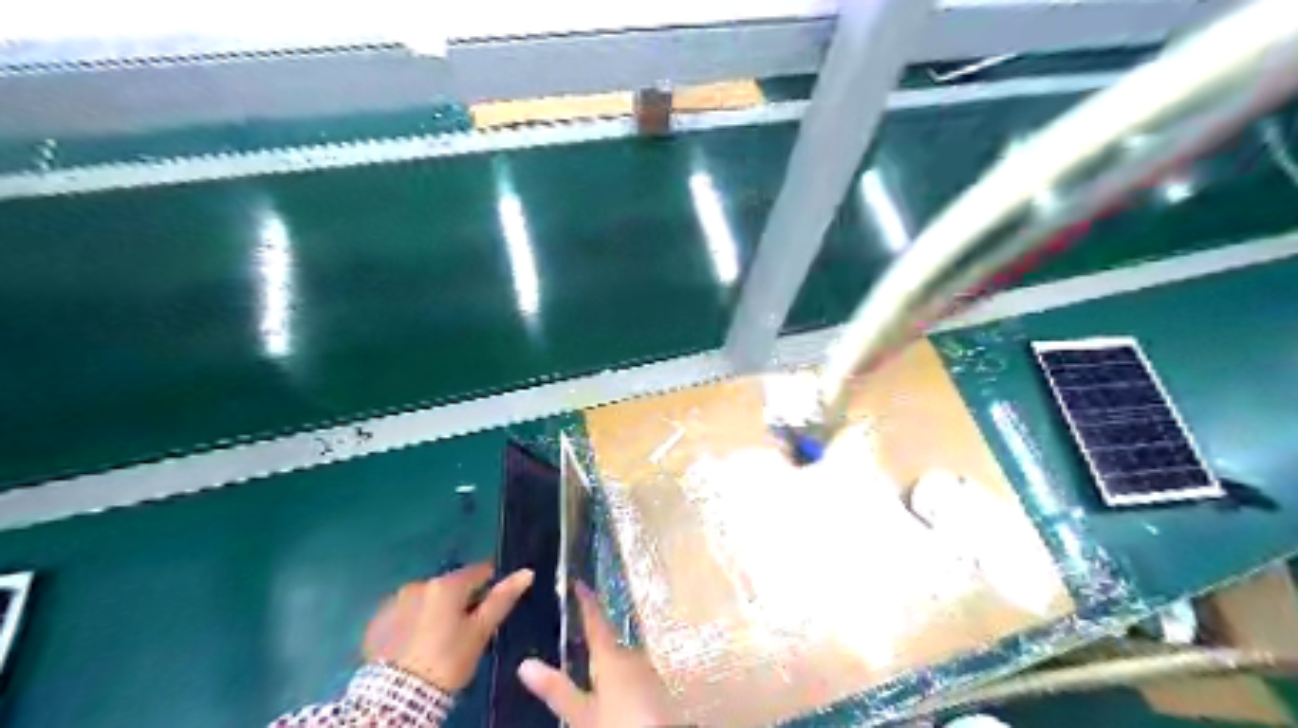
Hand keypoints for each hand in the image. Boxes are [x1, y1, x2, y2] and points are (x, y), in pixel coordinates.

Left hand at [365, 567, 533, 690]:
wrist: (397, 698)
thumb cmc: (448, 660)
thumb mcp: (480, 632)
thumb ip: (502, 599)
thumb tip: (526, 572)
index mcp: (447, 584)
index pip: (478, 571)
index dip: (490, 583)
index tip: (493, 602)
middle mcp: (419, 585)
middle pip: (450, 586)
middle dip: (460, 600)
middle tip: (467, 628)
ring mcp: (394, 603)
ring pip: (425, 599)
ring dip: (435, 611)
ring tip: (439, 639)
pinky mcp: (376, 623)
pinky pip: (403, 614)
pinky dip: (413, 623)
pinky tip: (416, 645)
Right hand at [518, 587, 680, 726]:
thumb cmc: (618, 724)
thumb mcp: (582, 713)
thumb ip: (556, 689)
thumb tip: (524, 663)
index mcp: (611, 656)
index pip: (596, 621)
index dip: (586, 601)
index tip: (578, 582)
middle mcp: (633, 656)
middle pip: (610, 642)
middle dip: (596, 639)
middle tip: (578, 634)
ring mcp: (648, 671)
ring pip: (623, 659)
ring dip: (609, 661)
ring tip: (593, 667)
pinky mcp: (659, 689)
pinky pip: (635, 674)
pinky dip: (622, 677)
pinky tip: (616, 691)